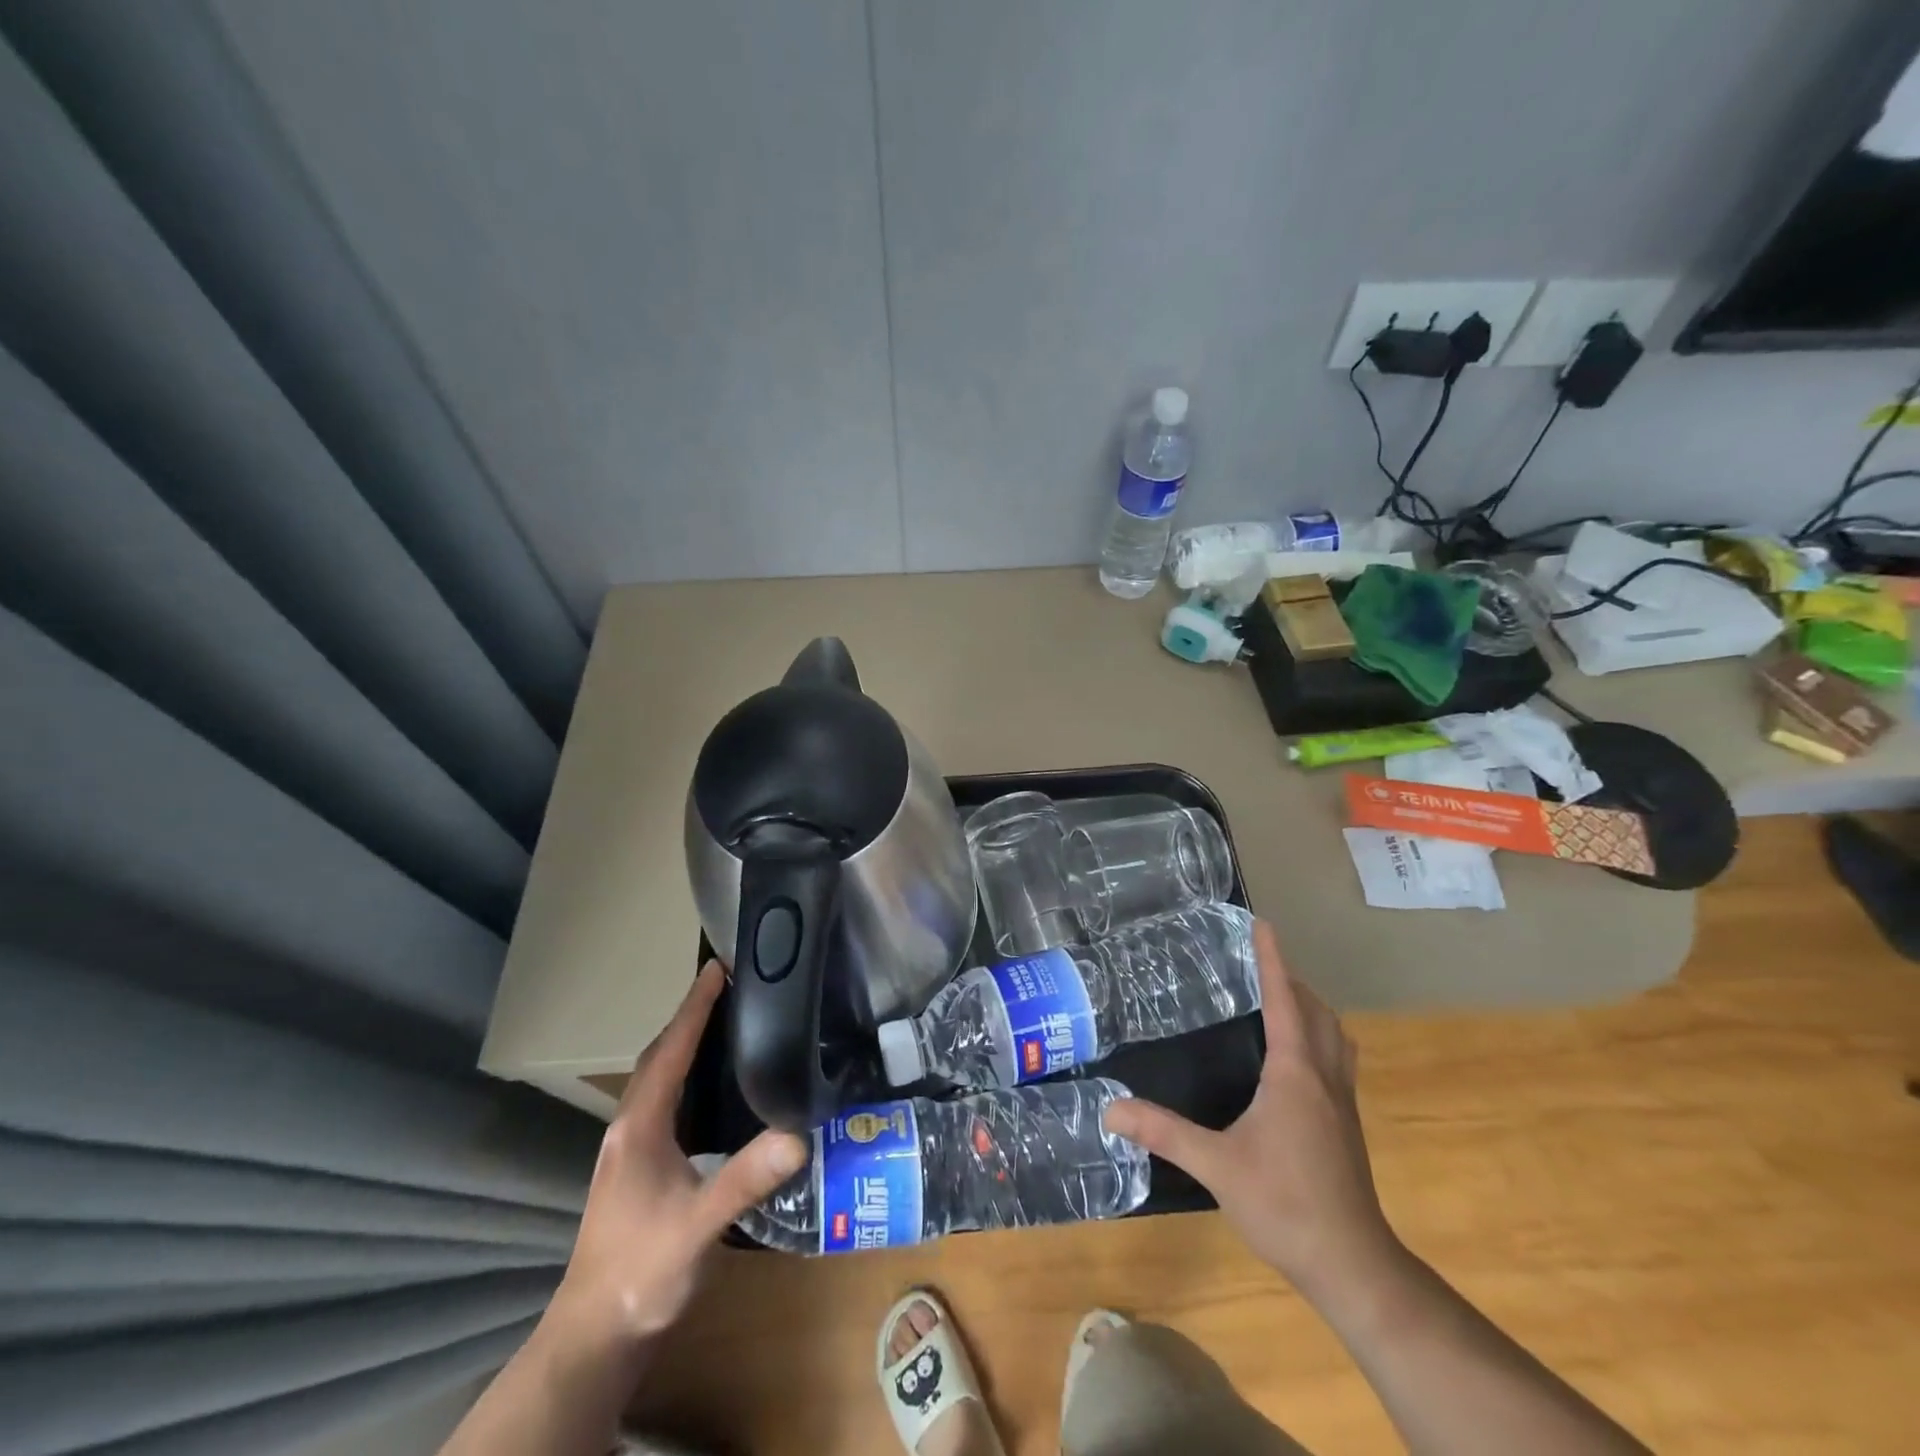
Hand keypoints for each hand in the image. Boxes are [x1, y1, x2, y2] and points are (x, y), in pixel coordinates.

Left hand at [545, 961, 807, 1356]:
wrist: (595, 1335)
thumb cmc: (641, 1271)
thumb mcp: (697, 1226)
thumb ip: (744, 1180)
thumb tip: (799, 1134)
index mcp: (640, 1125)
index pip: (671, 1051)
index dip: (694, 1007)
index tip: (718, 967)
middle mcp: (629, 1126)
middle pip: (659, 1056)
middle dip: (690, 1017)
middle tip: (727, 986)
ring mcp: (629, 1148)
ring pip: (658, 1077)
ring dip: (685, 1044)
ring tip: (722, 1022)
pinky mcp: (637, 1166)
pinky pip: (663, 1100)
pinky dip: (684, 1075)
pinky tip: (709, 1087)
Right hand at [1104, 920, 1399, 1307]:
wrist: (1352, 1265)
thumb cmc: (1285, 1204)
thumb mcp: (1215, 1165)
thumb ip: (1163, 1132)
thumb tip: (1110, 1108)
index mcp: (1295, 1074)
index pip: (1284, 1001)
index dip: (1272, 961)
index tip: (1263, 925)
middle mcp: (1324, 1078)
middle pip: (1317, 1012)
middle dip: (1292, 981)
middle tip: (1259, 964)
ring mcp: (1342, 1103)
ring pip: (1336, 1036)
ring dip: (1312, 1009)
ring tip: (1280, 1001)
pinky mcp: (1347, 1125)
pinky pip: (1337, 1060)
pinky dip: (1319, 1038)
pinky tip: (1295, 1061)